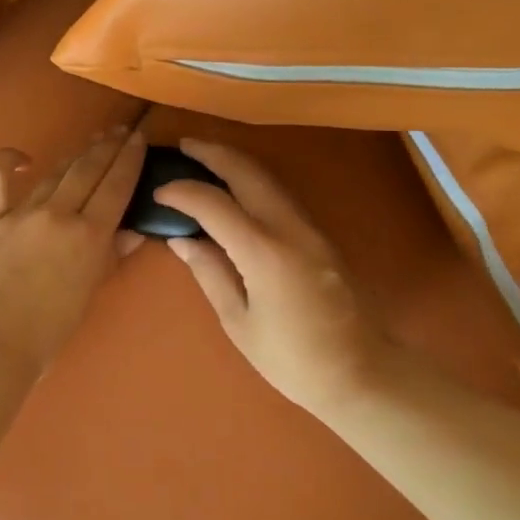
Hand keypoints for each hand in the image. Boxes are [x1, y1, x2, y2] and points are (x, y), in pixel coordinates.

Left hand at [0, 126, 146, 372]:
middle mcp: (58, 214)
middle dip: (106, 147)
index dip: (129, 159)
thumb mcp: (88, 294)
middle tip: (118, 130)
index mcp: (89, 235)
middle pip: (88, 170)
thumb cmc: (47, 332)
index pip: (116, 186)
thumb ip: (110, 257)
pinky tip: (22, 159)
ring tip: (90, 142)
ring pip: (53, 174)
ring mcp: (21, 213)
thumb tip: (134, 231)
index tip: (138, 138)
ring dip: (74, 156)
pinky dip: (8, 163)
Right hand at [155, 140, 404, 417]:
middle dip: (214, 153)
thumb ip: (210, 273)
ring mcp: (311, 229)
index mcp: (264, 253)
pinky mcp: (320, 235)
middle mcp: (290, 229)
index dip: (183, 192)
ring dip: (235, 162)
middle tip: (183, 146)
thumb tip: (181, 240)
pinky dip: (253, 181)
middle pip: (248, 173)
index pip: (215, 204)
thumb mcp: (239, 322)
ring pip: (268, 178)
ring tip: (204, 158)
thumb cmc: (292, 360)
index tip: (159, 191)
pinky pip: (281, 195)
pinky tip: (236, 188)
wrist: (361, 373)